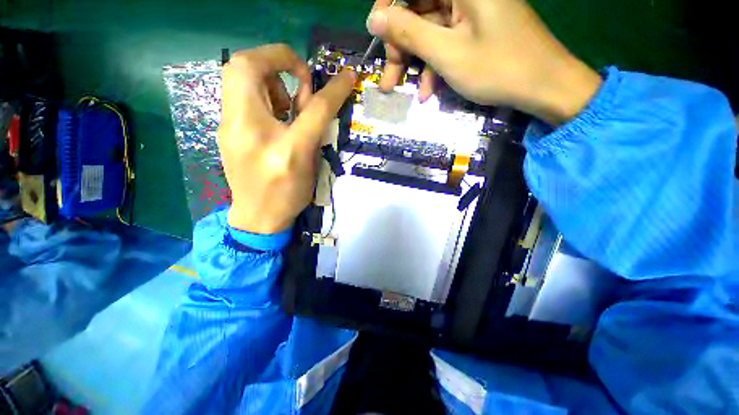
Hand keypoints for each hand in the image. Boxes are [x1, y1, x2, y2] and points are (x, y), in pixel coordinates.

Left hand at [219, 44, 354, 233]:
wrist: (258, 216)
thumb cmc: (289, 195)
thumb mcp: (311, 166)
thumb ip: (316, 131)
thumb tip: (321, 101)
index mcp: (282, 148)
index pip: (311, 109)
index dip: (332, 90)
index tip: (345, 76)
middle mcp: (248, 132)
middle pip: (245, 65)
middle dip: (277, 59)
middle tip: (299, 80)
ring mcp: (228, 127)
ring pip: (236, 73)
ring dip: (268, 75)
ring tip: (286, 102)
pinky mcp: (224, 128)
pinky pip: (237, 91)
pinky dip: (259, 90)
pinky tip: (272, 112)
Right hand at [367, 0, 601, 124]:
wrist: (543, 85)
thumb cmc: (497, 68)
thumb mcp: (447, 52)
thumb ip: (408, 33)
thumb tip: (374, 18)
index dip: (388, 5)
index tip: (377, 34)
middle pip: (418, 10)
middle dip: (400, 47)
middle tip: (389, 79)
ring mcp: (470, 11)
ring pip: (429, 30)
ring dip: (414, 63)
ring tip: (404, 91)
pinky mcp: (474, 29)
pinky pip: (444, 42)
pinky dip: (432, 66)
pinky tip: (428, 91)